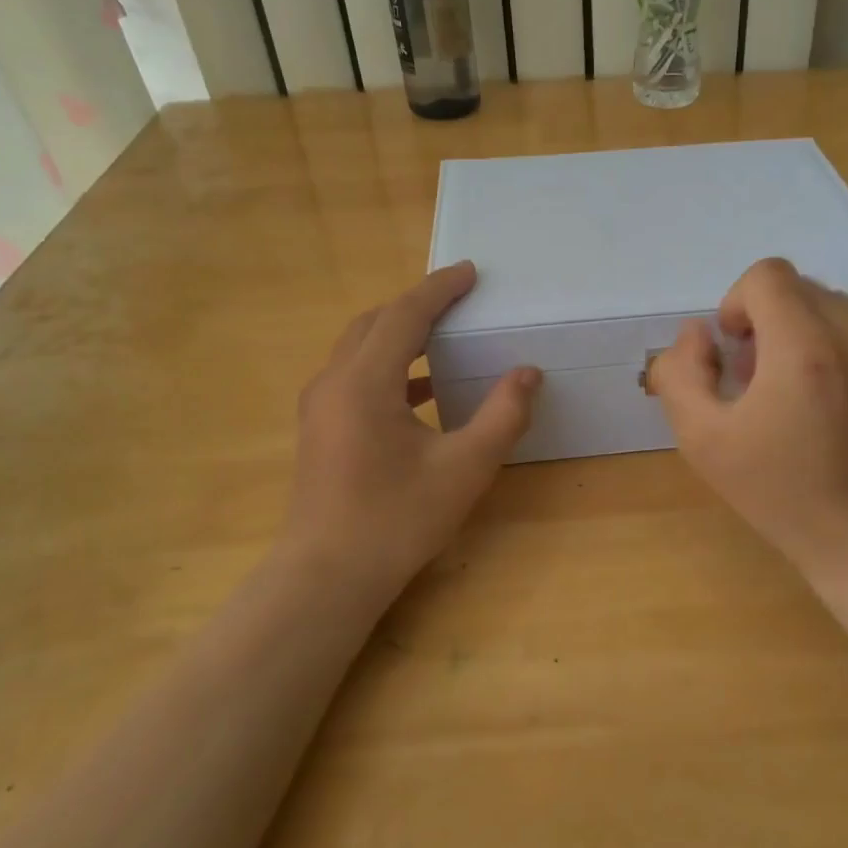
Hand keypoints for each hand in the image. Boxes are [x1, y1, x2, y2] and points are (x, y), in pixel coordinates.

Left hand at [282, 262, 540, 598]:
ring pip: (360, 348)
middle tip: (459, 298)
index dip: (439, 289)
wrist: (328, 576)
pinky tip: (423, 389)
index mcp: (365, 381)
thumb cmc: (397, 520)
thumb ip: (503, 415)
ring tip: (444, 333)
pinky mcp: (320, 428)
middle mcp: (334, 382)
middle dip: (417, 304)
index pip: (404, 315)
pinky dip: (389, 366)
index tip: (470, 271)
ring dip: (400, 333)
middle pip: (375, 322)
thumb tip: (527, 373)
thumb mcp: (465, 468)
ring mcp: (320, 406)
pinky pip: (355, 375)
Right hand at [650, 258, 847, 589]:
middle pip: (804, 288)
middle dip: (773, 321)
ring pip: (841, 308)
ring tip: (806, 390)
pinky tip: (845, 404)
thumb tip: (698, 331)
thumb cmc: (779, 493)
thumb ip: (681, 373)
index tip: (737, 348)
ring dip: (812, 333)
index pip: (768, 276)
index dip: (739, 303)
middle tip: (764, 378)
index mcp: (804, 350)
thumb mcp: (702, 440)